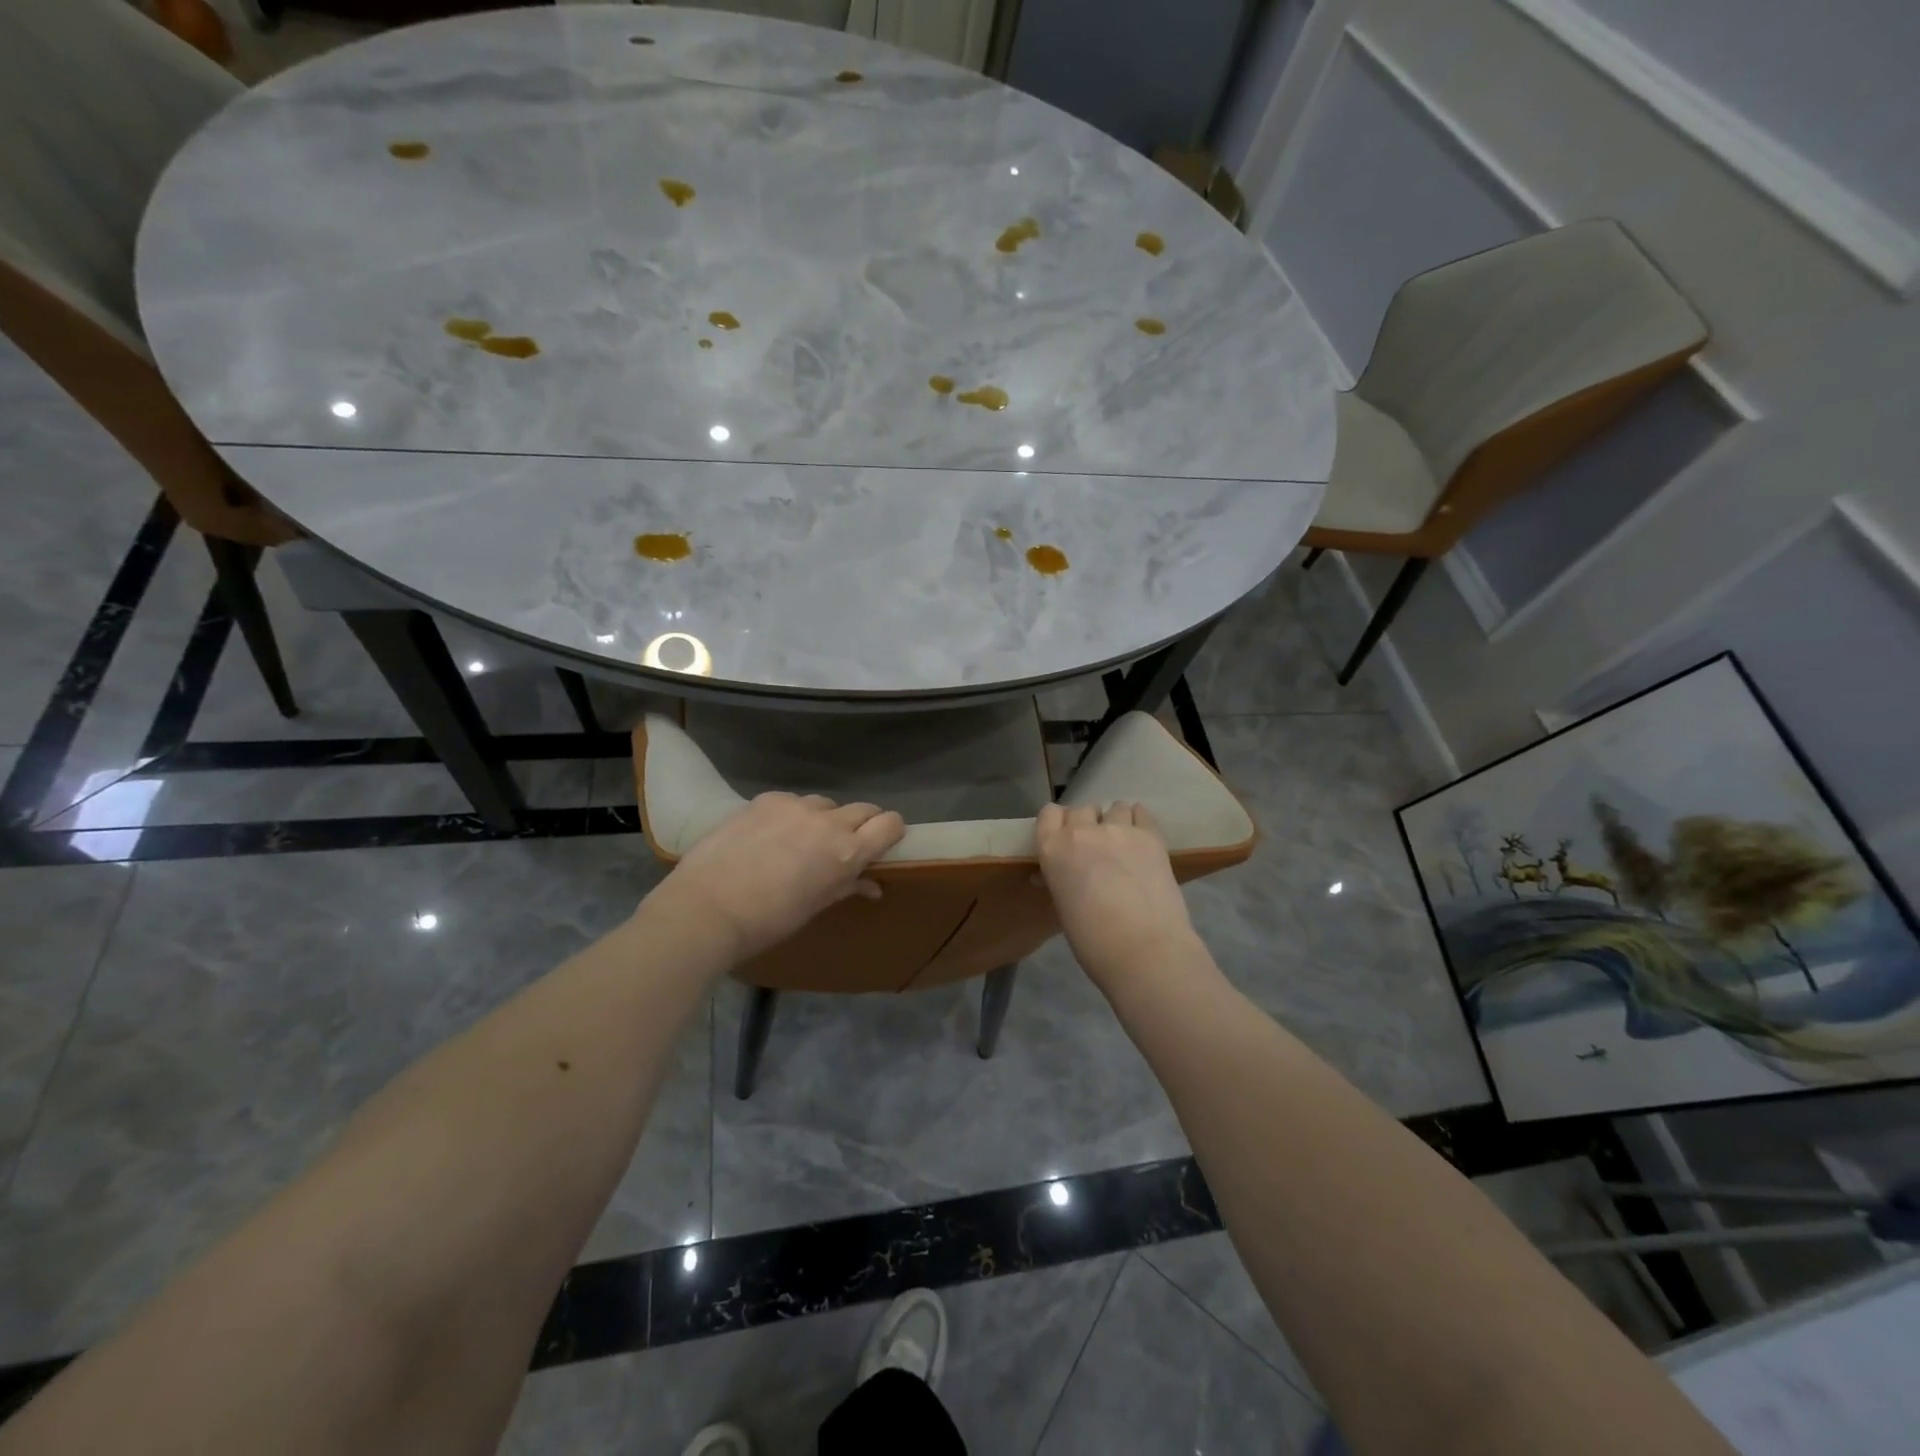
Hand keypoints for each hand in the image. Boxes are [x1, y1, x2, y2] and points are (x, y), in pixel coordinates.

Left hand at [653, 792, 907, 963]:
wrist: (707, 908)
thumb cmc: (769, 921)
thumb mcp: (815, 907)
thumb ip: (847, 887)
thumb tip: (871, 885)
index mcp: (847, 852)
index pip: (890, 823)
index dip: (891, 832)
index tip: (881, 844)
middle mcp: (828, 821)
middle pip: (863, 809)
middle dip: (861, 825)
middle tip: (842, 846)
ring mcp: (796, 806)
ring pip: (825, 804)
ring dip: (823, 819)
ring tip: (800, 841)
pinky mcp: (766, 799)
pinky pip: (791, 802)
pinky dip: (790, 815)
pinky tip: (769, 835)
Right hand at [1035, 801, 1199, 989]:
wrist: (1143, 949)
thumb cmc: (1093, 941)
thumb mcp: (1063, 906)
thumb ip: (1062, 879)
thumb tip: (1062, 874)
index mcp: (1052, 849)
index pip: (1049, 814)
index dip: (1058, 823)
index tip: (1066, 837)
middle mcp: (1082, 831)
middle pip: (1082, 809)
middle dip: (1088, 823)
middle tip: (1096, 847)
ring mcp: (1118, 829)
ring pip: (1114, 807)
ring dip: (1115, 821)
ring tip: (1124, 843)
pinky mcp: (1150, 835)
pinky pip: (1141, 812)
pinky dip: (1139, 821)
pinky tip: (1142, 839)